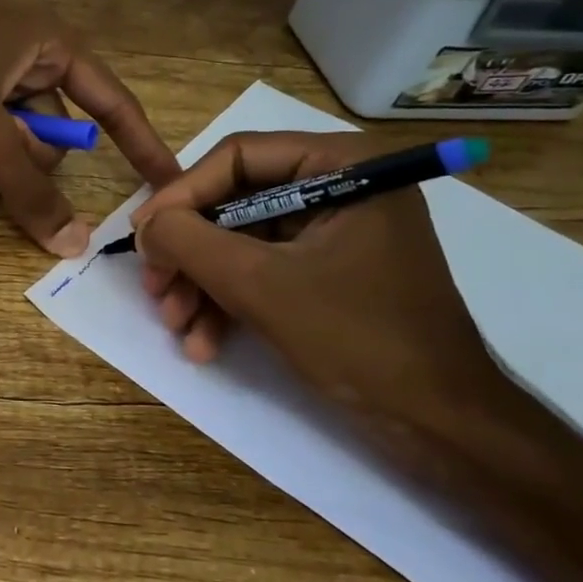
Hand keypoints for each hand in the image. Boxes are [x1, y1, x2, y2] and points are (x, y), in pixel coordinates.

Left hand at [0, 0, 179, 255]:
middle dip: (36, 154)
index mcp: (53, 44)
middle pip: (58, 122)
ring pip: (18, 125)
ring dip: (4, 151)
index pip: (114, 104)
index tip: (167, 184)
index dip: (142, 146)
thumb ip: (28, 190)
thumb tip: (74, 244)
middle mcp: (29, 47)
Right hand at [130, 132, 502, 427]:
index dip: (181, 195)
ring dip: (201, 285)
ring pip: (241, 243)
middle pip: (234, 203)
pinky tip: (204, 343)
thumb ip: (189, 242)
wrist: (439, 424)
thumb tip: (145, 225)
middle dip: (189, 253)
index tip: (142, 236)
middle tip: (155, 289)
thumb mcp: (259, 284)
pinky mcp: (328, 272)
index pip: (239, 157)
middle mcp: (340, 187)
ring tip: (177, 327)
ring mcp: (335, 233)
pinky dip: (229, 303)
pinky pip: (263, 271)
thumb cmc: (358, 338)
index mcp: (343, 166)